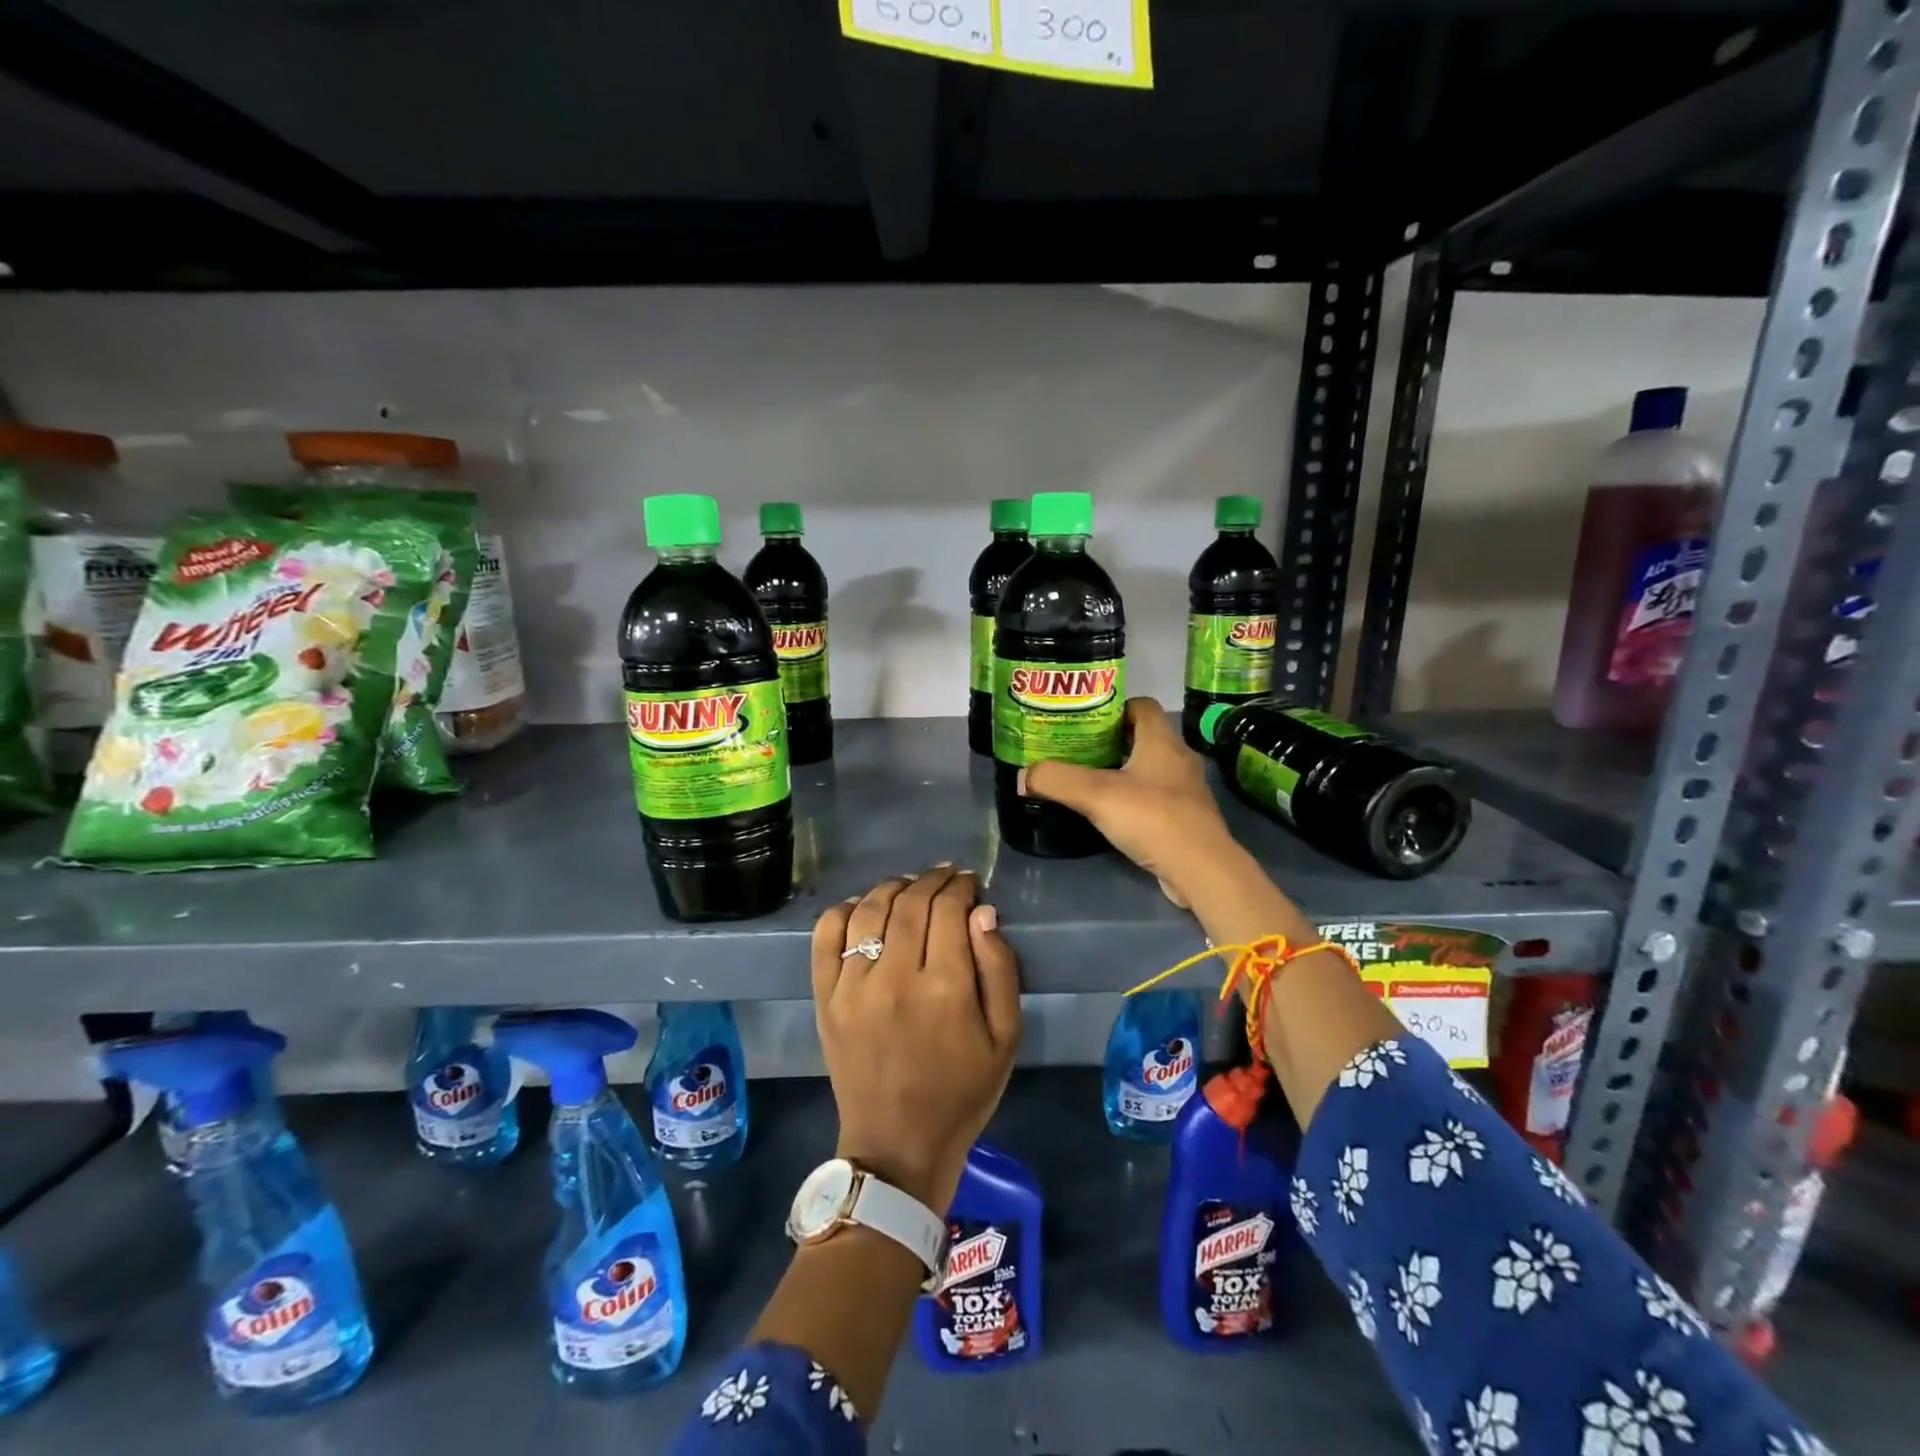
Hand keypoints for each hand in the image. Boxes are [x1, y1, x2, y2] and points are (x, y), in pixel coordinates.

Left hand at [811, 866, 1021, 1212]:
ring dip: (893, 887)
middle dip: (932, 880)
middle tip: (946, 877)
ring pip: (869, 909)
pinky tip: (863, 906)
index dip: (961, 887)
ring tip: (910, 886)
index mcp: (945, 988)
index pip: (949, 910)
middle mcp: (895, 977)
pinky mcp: (825, 998)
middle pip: (910, 903)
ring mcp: (852, 986)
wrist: (897, 1146)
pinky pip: (826, 936)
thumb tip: (983, 913)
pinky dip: (844, 910)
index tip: (969, 882)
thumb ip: (1000, 970)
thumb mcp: (1006, 1038)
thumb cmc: (962, 1093)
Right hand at [1021, 698, 1240, 908]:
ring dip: (1122, 771)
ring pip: (1149, 769)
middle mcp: (1178, 759)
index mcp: (1162, 741)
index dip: (1113, 707)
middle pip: (1142, 737)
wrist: (1201, 870)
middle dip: (1110, 741)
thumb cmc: (1152, 819)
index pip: (1141, 706)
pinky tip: (1112, 813)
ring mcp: (1186, 790)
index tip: (1084, 720)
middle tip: (1076, 750)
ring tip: (1088, 781)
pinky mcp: (1186, 818)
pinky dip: (1134, 799)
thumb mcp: (1096, 795)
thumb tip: (1023, 776)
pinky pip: (1155, 797)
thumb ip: (1057, 780)